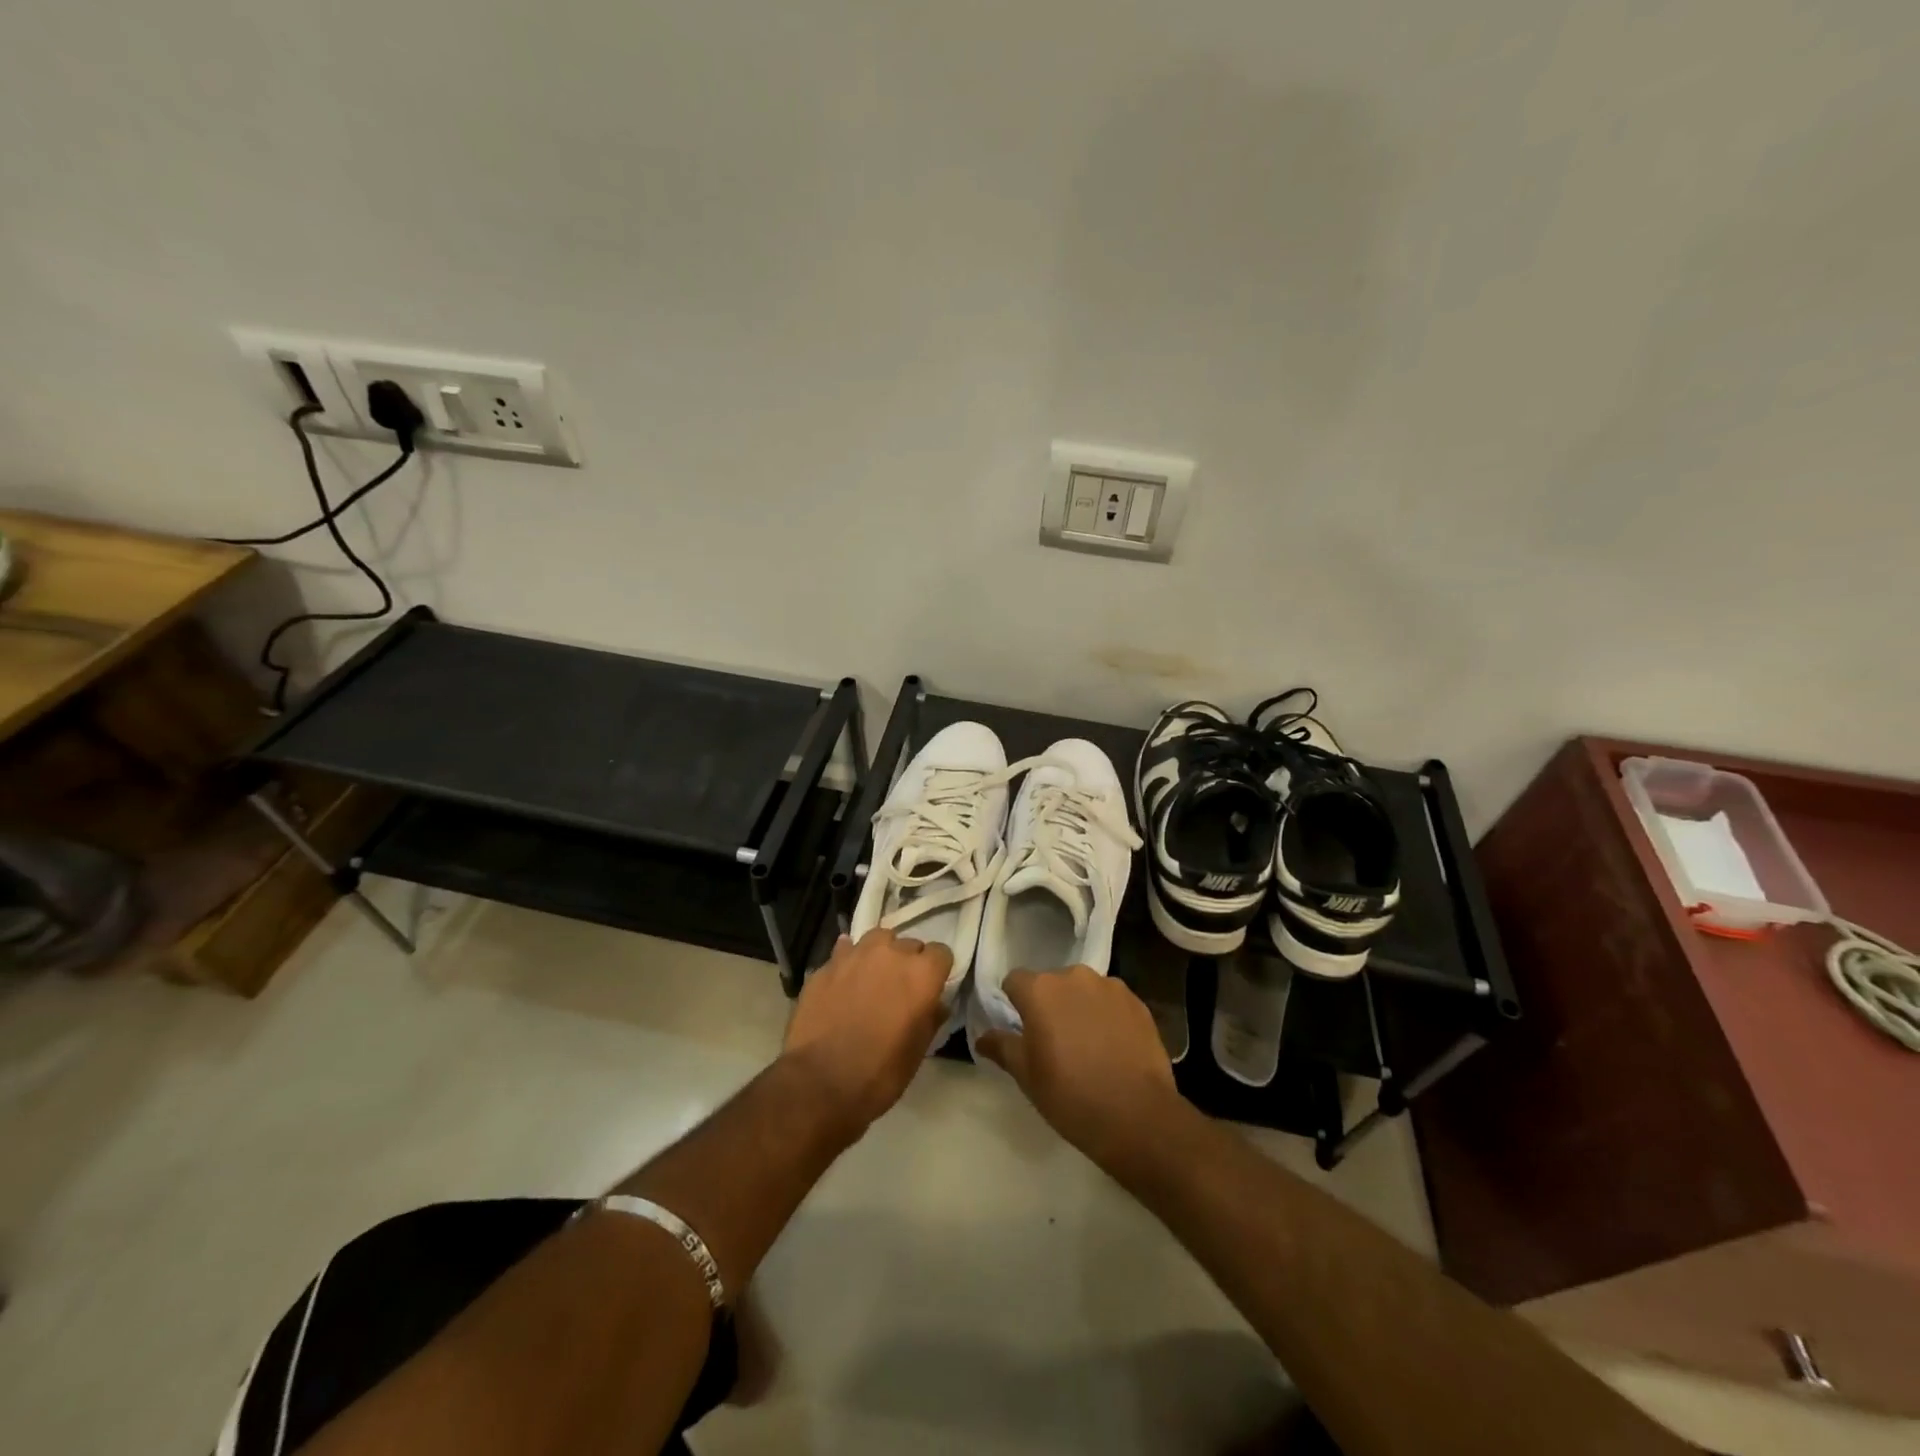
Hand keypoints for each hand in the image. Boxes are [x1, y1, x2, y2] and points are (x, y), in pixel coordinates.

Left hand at [781, 928, 951, 1136]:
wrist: (819, 1083)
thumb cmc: (880, 1073)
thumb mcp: (917, 1051)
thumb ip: (930, 1018)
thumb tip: (936, 1004)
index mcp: (921, 974)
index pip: (941, 952)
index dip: (937, 970)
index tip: (931, 988)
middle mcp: (891, 954)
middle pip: (910, 944)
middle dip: (909, 963)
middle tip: (900, 989)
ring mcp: (855, 955)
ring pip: (877, 938)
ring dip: (881, 953)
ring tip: (873, 976)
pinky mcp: (826, 965)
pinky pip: (845, 951)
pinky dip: (849, 961)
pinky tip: (845, 978)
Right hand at [975, 966, 1185, 1175]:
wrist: (1137, 1116)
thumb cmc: (1071, 1095)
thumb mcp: (1027, 1076)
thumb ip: (1002, 1047)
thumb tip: (982, 1037)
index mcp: (1040, 990)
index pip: (1015, 981)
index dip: (1014, 1003)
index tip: (1021, 1029)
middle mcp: (1074, 976)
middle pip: (1052, 983)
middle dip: (1049, 1004)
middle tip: (1054, 1040)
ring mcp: (1109, 986)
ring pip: (1083, 990)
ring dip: (1079, 1007)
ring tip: (1087, 1044)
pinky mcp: (1137, 1001)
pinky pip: (1111, 1001)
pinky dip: (1107, 1015)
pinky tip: (1112, 1046)